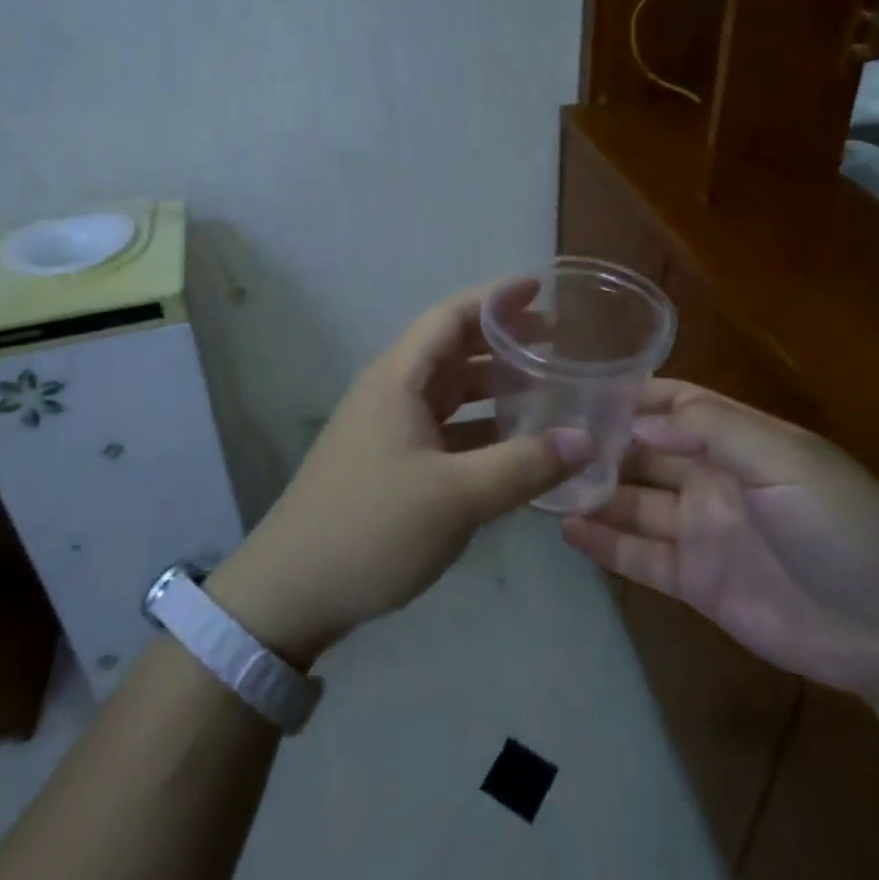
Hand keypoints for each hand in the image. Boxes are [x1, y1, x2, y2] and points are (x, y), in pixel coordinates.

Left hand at [207, 280, 591, 666]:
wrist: (291, 590)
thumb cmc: (372, 528)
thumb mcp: (456, 497)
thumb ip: (523, 465)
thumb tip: (586, 439)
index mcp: (398, 379)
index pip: (451, 317)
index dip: (496, 299)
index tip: (540, 289)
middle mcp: (391, 393)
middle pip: (453, 351)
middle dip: (503, 342)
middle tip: (557, 341)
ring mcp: (388, 429)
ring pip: (450, 393)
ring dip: (494, 387)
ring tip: (546, 389)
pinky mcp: (390, 463)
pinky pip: (444, 430)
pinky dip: (480, 428)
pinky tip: (514, 445)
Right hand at [562, 380, 878, 705]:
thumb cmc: (842, 525)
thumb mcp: (785, 460)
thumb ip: (712, 431)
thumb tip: (638, 420)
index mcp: (737, 441)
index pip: (675, 404)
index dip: (632, 395)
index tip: (579, 388)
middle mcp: (712, 478)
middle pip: (645, 452)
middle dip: (601, 442)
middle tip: (543, 436)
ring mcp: (702, 530)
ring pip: (635, 502)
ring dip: (594, 491)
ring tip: (541, 480)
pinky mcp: (697, 581)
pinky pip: (641, 556)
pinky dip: (606, 543)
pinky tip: (566, 530)